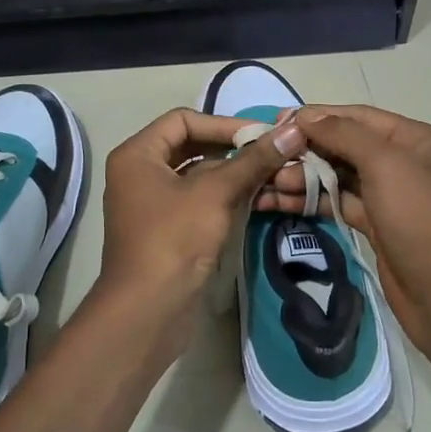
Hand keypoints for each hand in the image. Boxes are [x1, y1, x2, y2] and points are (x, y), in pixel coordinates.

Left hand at [93, 107, 307, 347]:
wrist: (148, 311)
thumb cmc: (174, 239)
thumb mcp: (216, 193)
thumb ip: (253, 160)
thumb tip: (293, 130)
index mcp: (138, 155)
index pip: (183, 120)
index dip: (223, 123)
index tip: (261, 135)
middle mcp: (139, 173)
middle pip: (191, 147)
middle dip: (232, 150)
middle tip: (271, 154)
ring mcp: (151, 204)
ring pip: (198, 176)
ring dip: (233, 175)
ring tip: (272, 176)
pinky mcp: (167, 230)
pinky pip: (198, 201)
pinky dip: (224, 198)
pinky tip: (257, 201)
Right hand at [254, 104, 430, 361]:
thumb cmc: (421, 220)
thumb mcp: (386, 165)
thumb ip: (345, 135)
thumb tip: (307, 116)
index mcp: (417, 139)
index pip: (359, 117)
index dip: (318, 116)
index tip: (278, 121)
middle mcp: (405, 162)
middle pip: (346, 146)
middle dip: (306, 150)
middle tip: (266, 156)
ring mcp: (390, 196)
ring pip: (339, 176)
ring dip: (303, 177)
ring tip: (265, 183)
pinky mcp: (376, 226)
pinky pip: (338, 203)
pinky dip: (311, 200)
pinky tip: (279, 201)